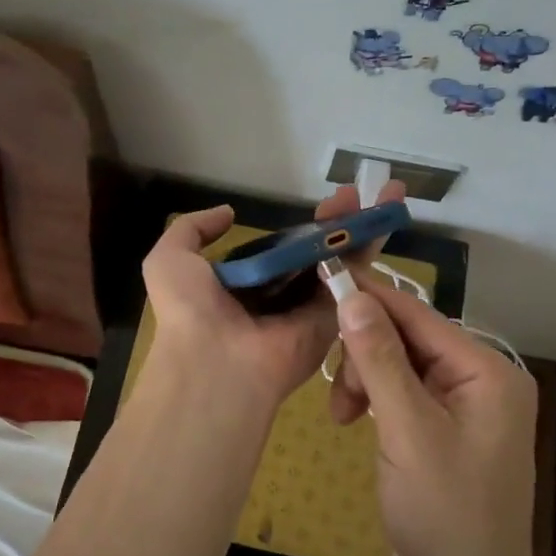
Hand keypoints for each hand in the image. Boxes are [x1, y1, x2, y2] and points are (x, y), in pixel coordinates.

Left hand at [141, 182, 405, 410]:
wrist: (217, 362)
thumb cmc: (190, 310)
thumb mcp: (170, 260)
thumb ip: (192, 229)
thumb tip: (228, 213)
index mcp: (245, 284)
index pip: (281, 248)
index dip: (301, 225)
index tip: (319, 201)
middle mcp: (280, 295)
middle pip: (316, 251)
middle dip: (338, 220)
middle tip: (356, 192)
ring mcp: (309, 308)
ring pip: (340, 261)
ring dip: (361, 228)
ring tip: (385, 194)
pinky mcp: (333, 319)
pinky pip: (354, 283)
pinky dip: (370, 251)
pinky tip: (384, 218)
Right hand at [330, 284, 542, 555]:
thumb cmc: (445, 515)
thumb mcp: (407, 432)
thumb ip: (380, 360)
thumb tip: (352, 297)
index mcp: (486, 371)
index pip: (417, 314)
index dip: (368, 296)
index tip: (320, 276)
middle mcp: (480, 379)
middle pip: (406, 338)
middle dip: (364, 355)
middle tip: (337, 394)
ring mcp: (462, 407)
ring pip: (397, 365)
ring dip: (364, 381)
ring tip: (343, 418)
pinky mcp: (442, 431)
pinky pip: (402, 394)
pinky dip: (374, 402)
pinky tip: (355, 423)